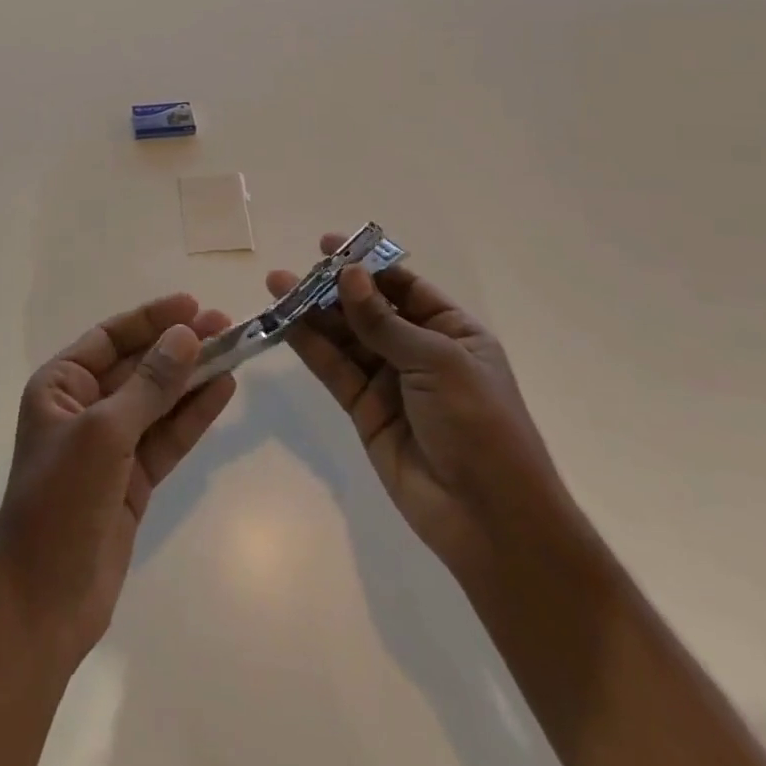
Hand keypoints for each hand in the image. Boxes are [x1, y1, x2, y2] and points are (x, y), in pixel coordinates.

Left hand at [0, 293, 236, 668]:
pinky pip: (167, 437)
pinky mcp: (132, 480)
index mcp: (60, 385)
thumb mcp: (104, 433)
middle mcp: (84, 407)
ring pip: (158, 400)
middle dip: (179, 346)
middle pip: (139, 366)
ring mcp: (110, 445)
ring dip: (193, 377)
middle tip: (226, 324)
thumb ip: (149, 385)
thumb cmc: (61, 500)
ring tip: (235, 350)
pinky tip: (223, 391)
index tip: (192, 304)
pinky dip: (193, 415)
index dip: (151, 319)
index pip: (110, 338)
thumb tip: (185, 335)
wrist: (44, 601)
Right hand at [280, 235, 566, 580]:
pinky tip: (284, 324)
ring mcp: (390, 381)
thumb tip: (347, 274)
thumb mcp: (436, 361)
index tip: (327, 246)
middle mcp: (420, 351)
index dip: (367, 264)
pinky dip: (310, 347)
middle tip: (291, 271)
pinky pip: (334, 369)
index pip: (403, 286)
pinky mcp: (365, 410)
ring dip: (312, 313)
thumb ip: (383, 321)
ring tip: (276, 288)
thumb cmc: (479, 425)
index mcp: (452, 332)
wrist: (490, 519)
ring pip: (345, 337)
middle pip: (368, 309)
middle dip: (331, 288)